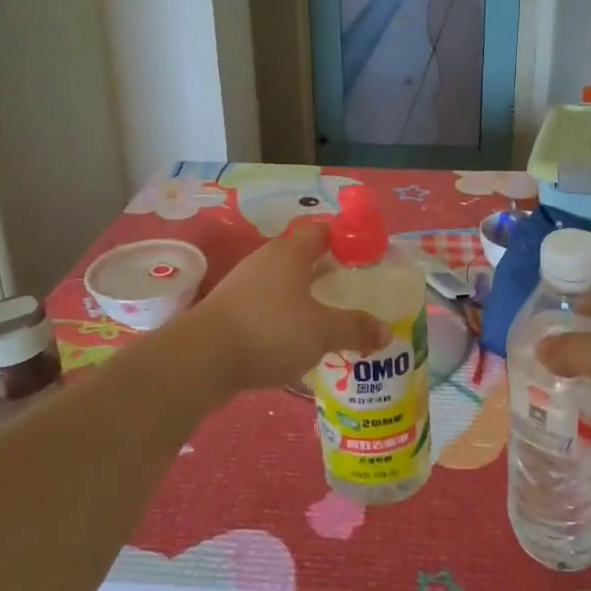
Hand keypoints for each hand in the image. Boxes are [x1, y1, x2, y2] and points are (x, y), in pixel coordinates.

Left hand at [194, 221, 389, 390]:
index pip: (322, 231)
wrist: (202, 358)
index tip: (364, 258)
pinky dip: (282, 318)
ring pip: (282, 284)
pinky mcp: (229, 312)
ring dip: (303, 298)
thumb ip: (355, 328)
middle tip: (350, 292)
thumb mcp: (322, 331)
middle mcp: (266, 260)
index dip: (344, 240)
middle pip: (302, 257)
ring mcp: (244, 285)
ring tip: (326, 320)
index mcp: (291, 252)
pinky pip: (266, 307)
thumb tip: (387, 331)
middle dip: (325, 273)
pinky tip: (294, 342)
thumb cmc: (270, 330)